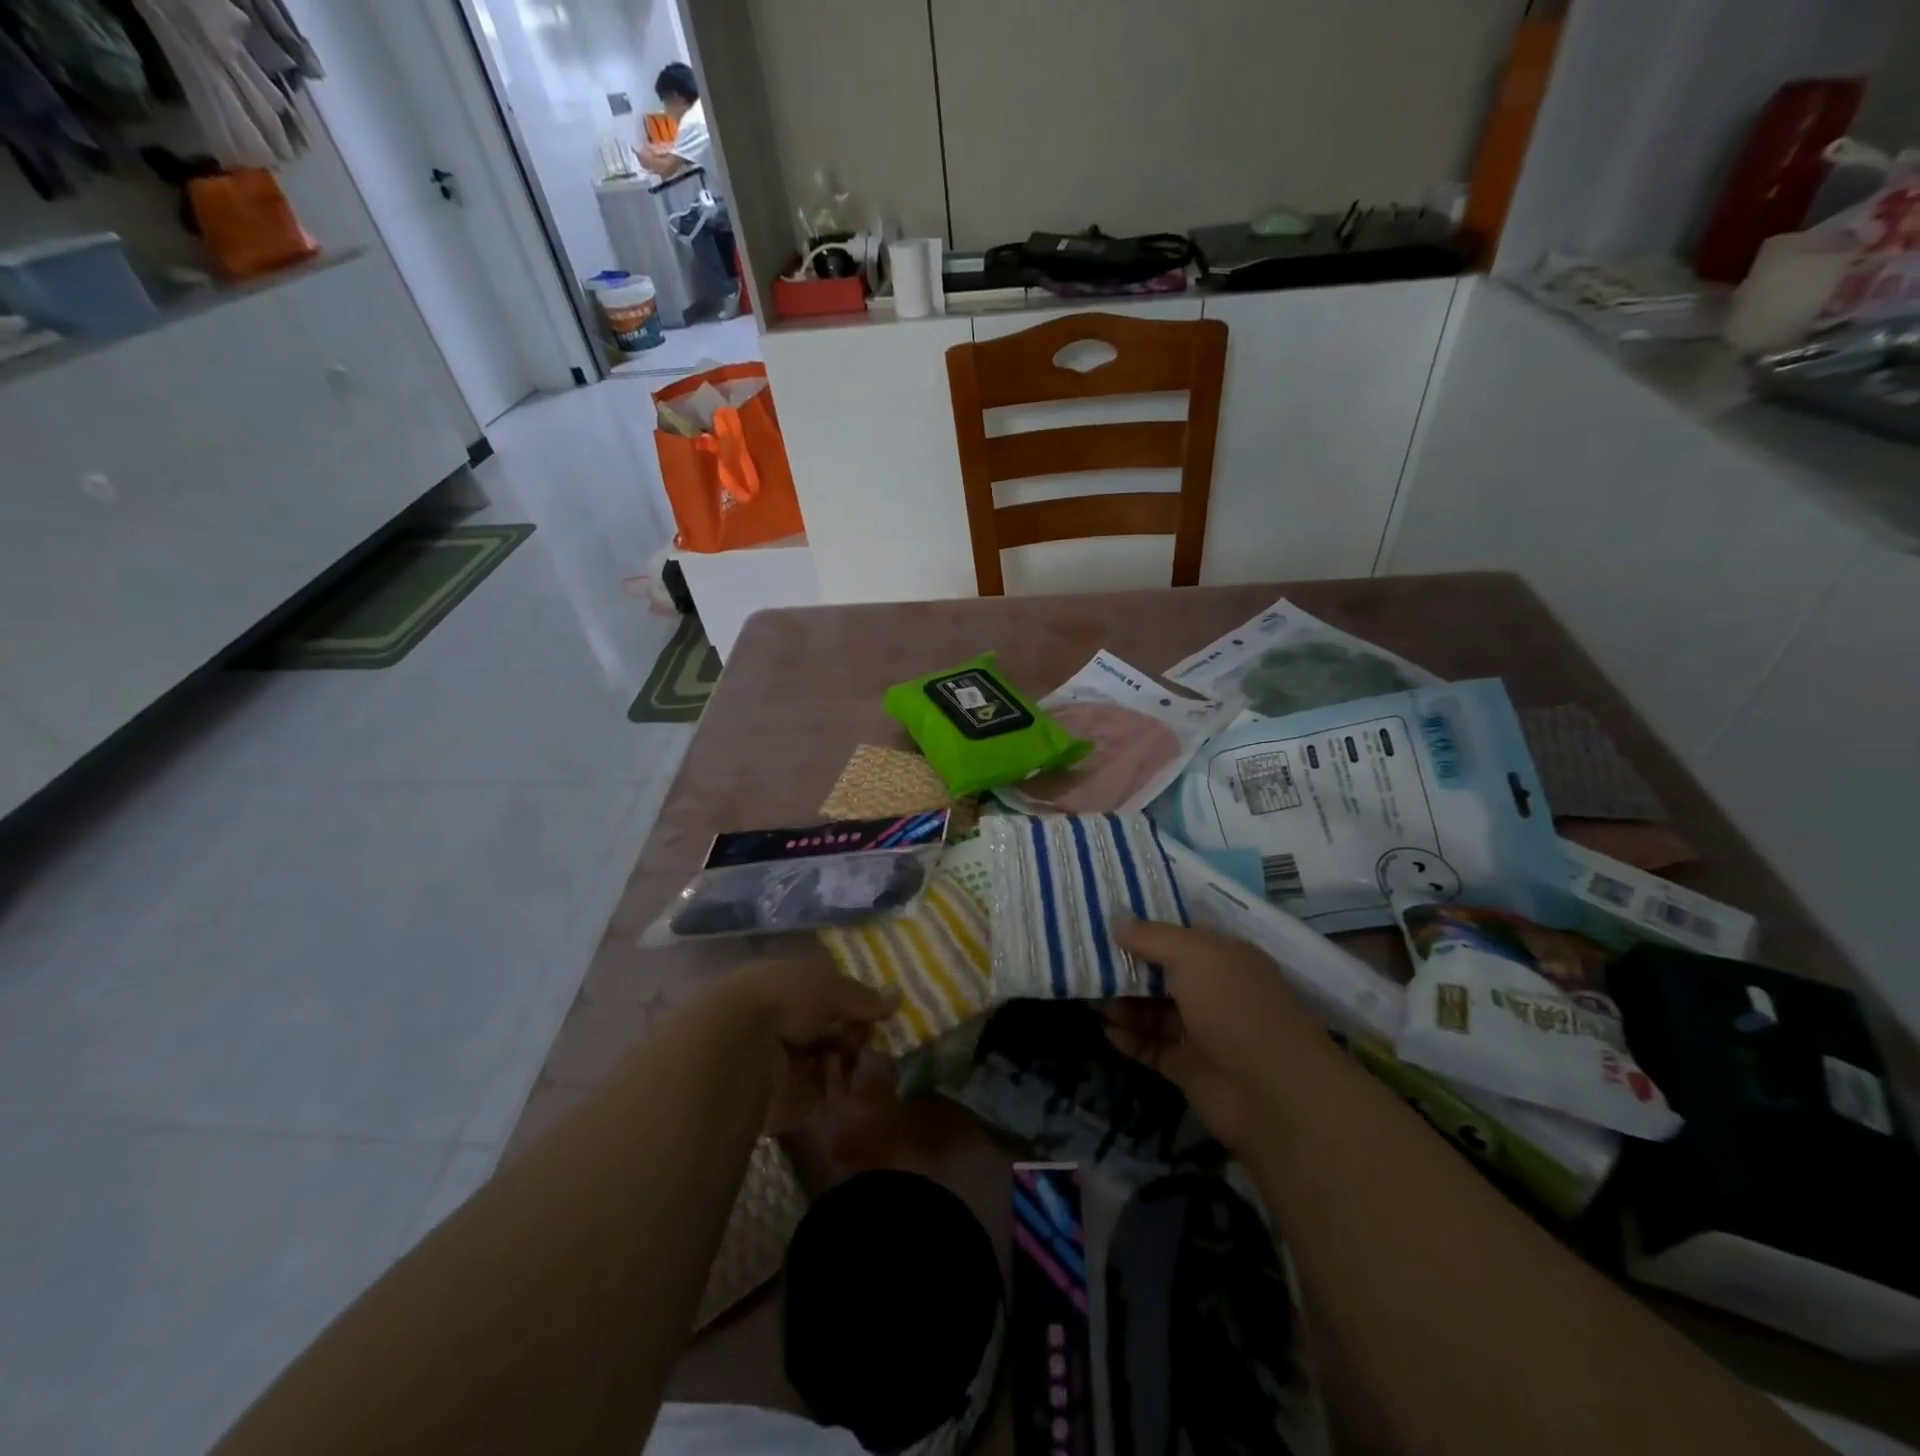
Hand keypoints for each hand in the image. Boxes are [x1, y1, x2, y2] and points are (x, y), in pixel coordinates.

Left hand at [717, 960, 898, 1134]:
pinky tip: (847, 1084)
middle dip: (856, 1032)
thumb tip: (897, 996)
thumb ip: (863, 996)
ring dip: (850, 1060)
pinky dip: (839, 1087)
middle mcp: (787, 1019)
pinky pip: (825, 1090)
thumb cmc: (785, 1000)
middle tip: (871, 1038)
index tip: (880, 1009)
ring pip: (832, 1057)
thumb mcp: (830, 987)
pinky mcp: (788, 1097)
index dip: (856, 1000)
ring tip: (857, 1062)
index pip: (830, 990)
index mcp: (789, 984)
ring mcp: (787, 1059)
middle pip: (833, 1026)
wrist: (738, 1051)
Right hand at [1105, 919, 1324, 1148]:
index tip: (1102, 923)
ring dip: (1122, 1003)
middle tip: (1084, 961)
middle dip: (1126, 968)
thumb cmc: (1234, 1007)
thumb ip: (1151, 936)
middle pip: (1162, 973)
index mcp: (1223, 957)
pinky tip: (1104, 1029)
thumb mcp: (1192, 955)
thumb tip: (1115, 918)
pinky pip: (1151, 1046)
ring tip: (1088, 996)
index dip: (1143, 929)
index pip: (1178, 936)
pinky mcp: (1188, 1067)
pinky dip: (1129, 1038)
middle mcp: (1214, 990)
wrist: (1273, 1094)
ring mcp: (1201, 1031)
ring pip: (1153, 1011)